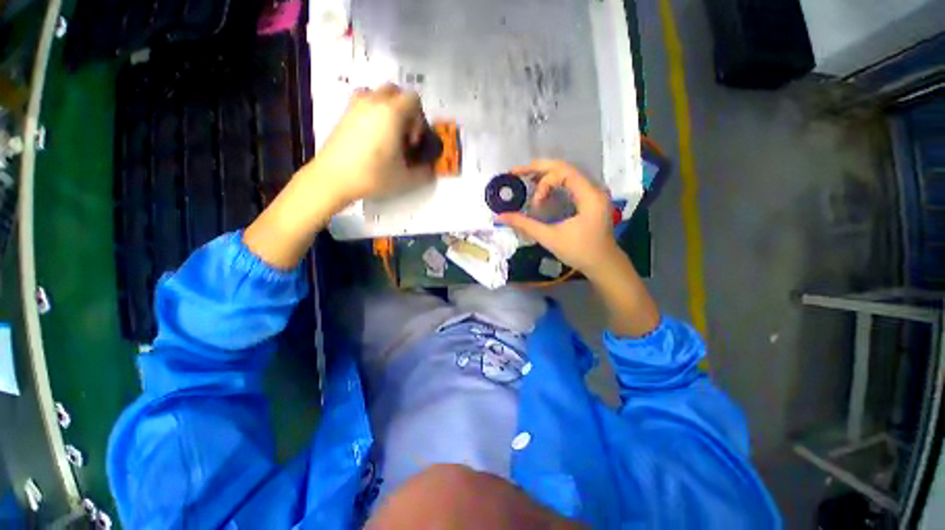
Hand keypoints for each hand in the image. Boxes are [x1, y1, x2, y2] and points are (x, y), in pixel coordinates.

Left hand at [244, 85, 432, 268]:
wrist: (333, 178)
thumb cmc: (373, 176)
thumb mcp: (405, 179)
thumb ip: (424, 173)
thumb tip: (430, 169)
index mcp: (391, 113)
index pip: (414, 99)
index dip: (419, 120)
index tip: (412, 142)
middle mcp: (373, 101)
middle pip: (396, 91)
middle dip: (405, 110)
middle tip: (403, 136)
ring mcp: (355, 105)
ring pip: (378, 94)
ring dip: (388, 109)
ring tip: (387, 134)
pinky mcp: (344, 113)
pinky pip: (364, 102)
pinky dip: (373, 113)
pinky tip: (372, 137)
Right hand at [497, 160, 620, 277]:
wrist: (603, 265)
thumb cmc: (580, 252)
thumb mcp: (550, 238)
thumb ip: (525, 224)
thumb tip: (500, 217)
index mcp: (589, 195)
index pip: (563, 171)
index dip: (540, 174)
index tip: (526, 192)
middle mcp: (593, 188)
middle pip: (564, 169)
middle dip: (539, 170)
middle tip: (517, 173)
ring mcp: (593, 194)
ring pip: (566, 175)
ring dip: (545, 178)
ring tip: (526, 182)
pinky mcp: (589, 201)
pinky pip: (569, 185)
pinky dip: (553, 186)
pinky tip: (541, 193)